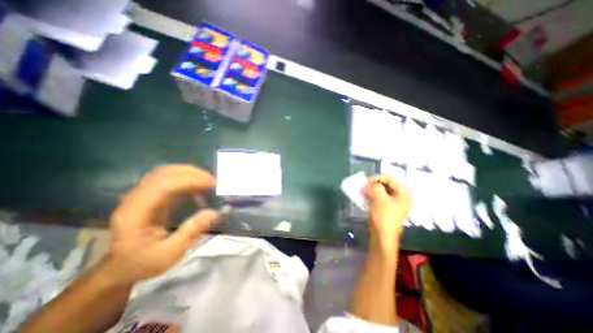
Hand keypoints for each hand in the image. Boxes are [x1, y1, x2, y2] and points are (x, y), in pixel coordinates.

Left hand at [107, 165, 219, 281]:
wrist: (121, 268)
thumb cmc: (143, 263)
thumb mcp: (169, 254)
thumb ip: (191, 232)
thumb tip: (214, 212)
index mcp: (134, 214)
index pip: (161, 186)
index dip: (188, 180)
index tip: (211, 183)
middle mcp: (134, 200)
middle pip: (162, 174)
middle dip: (191, 173)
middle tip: (212, 180)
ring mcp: (141, 196)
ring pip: (165, 173)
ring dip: (188, 173)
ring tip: (207, 180)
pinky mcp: (150, 196)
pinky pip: (168, 180)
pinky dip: (185, 178)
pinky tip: (197, 185)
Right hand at [362, 175, 413, 246]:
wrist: (382, 235)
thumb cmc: (384, 216)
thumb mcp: (380, 199)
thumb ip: (375, 187)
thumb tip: (368, 183)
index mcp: (403, 193)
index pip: (390, 179)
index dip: (377, 178)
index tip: (366, 181)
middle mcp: (399, 196)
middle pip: (385, 184)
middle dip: (373, 184)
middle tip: (363, 186)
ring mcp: (392, 202)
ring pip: (380, 190)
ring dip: (371, 189)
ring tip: (362, 190)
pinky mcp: (385, 207)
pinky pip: (378, 196)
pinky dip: (371, 194)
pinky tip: (363, 195)